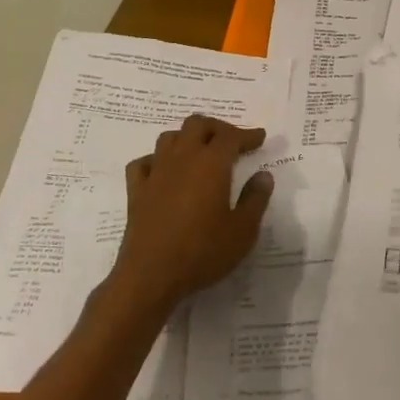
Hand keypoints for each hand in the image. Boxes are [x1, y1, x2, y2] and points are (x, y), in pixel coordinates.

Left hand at [111, 115, 273, 313]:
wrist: (151, 275)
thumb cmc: (203, 252)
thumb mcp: (243, 231)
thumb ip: (256, 199)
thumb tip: (263, 175)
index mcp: (211, 164)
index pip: (231, 136)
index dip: (247, 134)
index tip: (260, 138)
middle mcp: (182, 158)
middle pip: (197, 124)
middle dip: (217, 128)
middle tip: (231, 141)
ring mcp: (155, 172)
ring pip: (169, 137)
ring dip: (187, 138)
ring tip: (199, 152)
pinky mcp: (136, 190)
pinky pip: (144, 162)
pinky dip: (156, 160)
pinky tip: (164, 172)